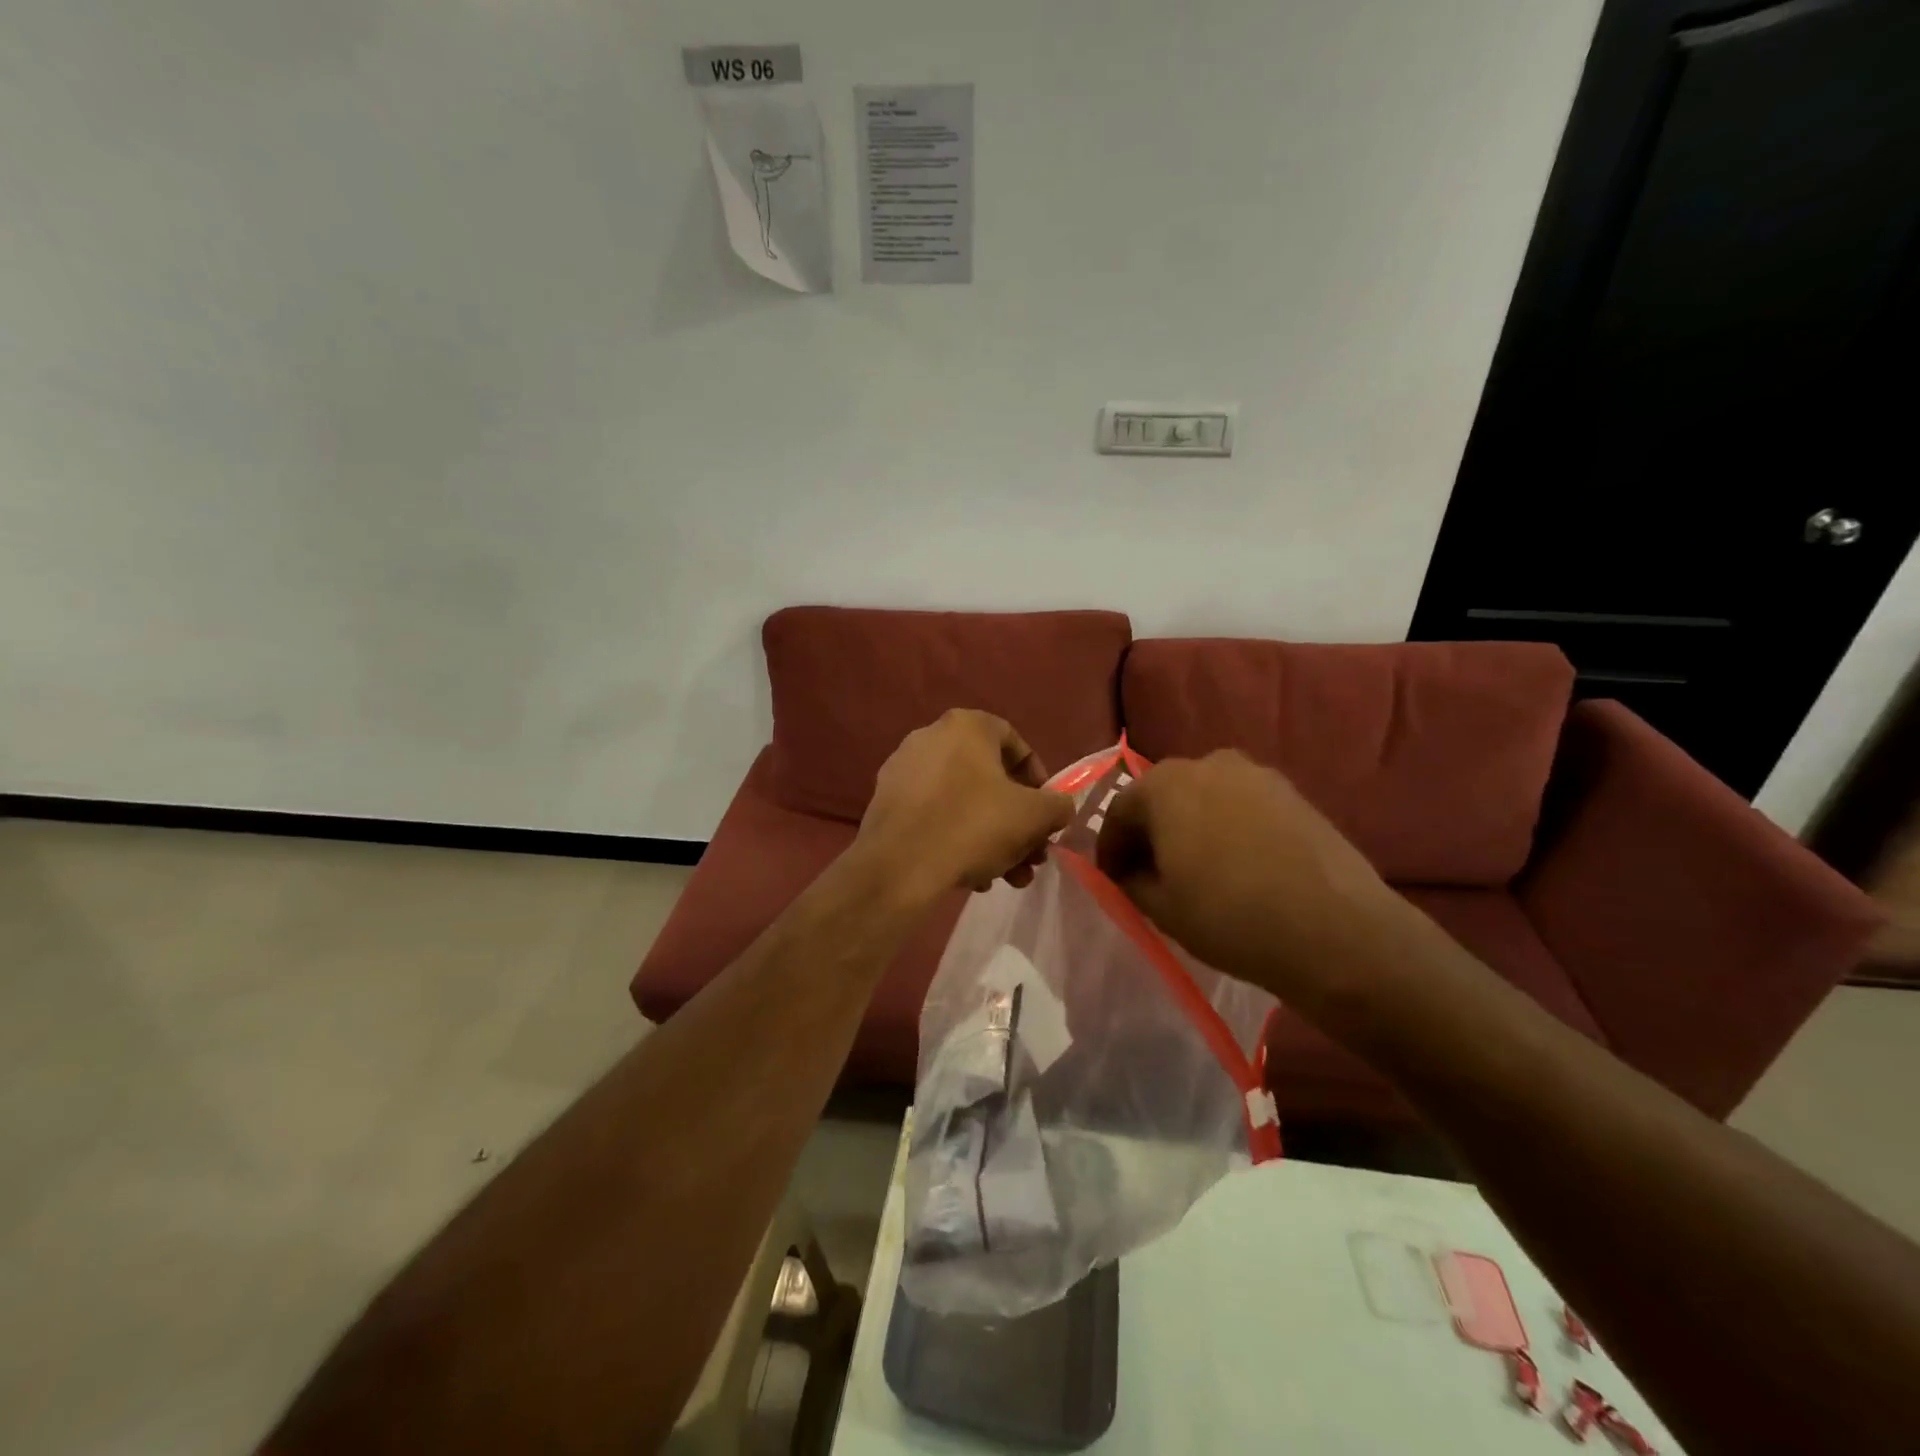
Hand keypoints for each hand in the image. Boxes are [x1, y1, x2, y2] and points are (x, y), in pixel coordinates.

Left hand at [855, 709, 1074, 904]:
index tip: (1046, 812)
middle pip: (989, 779)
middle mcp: (930, 737)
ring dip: (992, 838)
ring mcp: (903, 769)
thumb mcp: (1034, 816)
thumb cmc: (973, 825)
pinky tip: (972, 876)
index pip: (1015, 743)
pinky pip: (934, 815)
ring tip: (1007, 877)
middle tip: (1031, 855)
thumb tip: (1058, 808)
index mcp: (966, 726)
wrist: (900, 865)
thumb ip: (1057, 805)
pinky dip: (957, 839)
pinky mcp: (886, 802)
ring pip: (963, 802)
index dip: (1039, 779)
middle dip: (1017, 821)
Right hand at [1095, 750, 1402, 1007]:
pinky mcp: (1293, 793)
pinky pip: (1242, 805)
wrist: (1334, 930)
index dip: (1110, 847)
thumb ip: (1129, 880)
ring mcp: (1256, 774)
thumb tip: (1128, 869)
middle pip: (1164, 796)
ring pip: (1205, 797)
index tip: (1112, 879)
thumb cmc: (1230, 916)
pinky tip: (1238, 864)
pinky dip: (1228, 827)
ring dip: (1191, 826)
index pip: (1120, 810)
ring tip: (1197, 868)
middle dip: (1151, 831)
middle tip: (1151, 872)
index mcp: (1164, 784)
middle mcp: (1207, 763)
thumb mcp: (1161, 907)